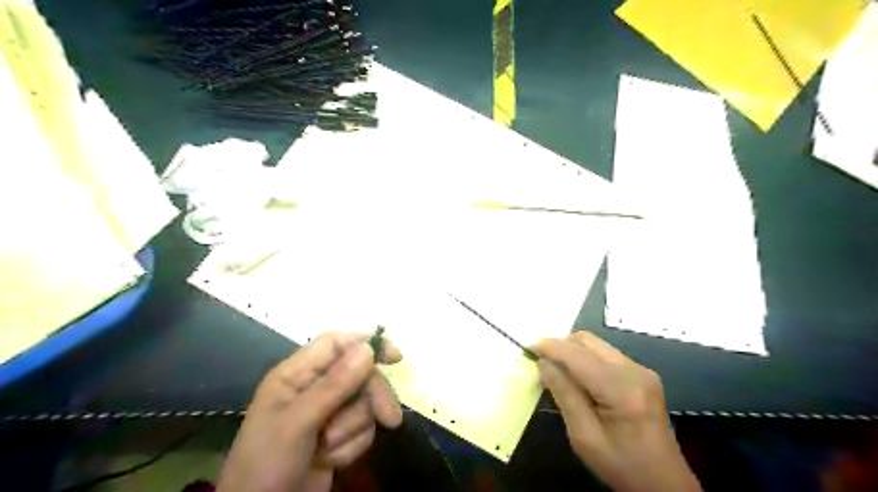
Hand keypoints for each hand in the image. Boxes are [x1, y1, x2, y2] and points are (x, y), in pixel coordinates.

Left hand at [218, 330, 401, 490]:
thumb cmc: (267, 464)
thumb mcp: (298, 422)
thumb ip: (334, 385)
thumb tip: (367, 348)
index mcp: (296, 374)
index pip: (337, 344)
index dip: (366, 344)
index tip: (395, 357)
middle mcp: (314, 388)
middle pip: (359, 374)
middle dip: (372, 397)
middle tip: (390, 419)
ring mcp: (327, 412)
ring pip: (364, 403)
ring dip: (353, 429)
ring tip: (328, 449)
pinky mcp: (338, 436)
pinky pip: (363, 428)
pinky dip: (351, 447)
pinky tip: (330, 461)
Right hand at [536, 332, 700, 491]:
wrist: (664, 483)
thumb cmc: (621, 465)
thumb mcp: (584, 437)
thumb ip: (564, 395)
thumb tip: (544, 364)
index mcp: (621, 390)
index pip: (577, 355)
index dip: (550, 347)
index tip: (528, 348)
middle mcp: (634, 371)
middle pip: (587, 341)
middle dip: (561, 346)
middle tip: (541, 362)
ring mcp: (641, 370)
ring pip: (596, 345)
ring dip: (573, 352)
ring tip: (558, 372)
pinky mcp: (642, 374)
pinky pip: (606, 355)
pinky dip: (586, 359)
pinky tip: (579, 379)